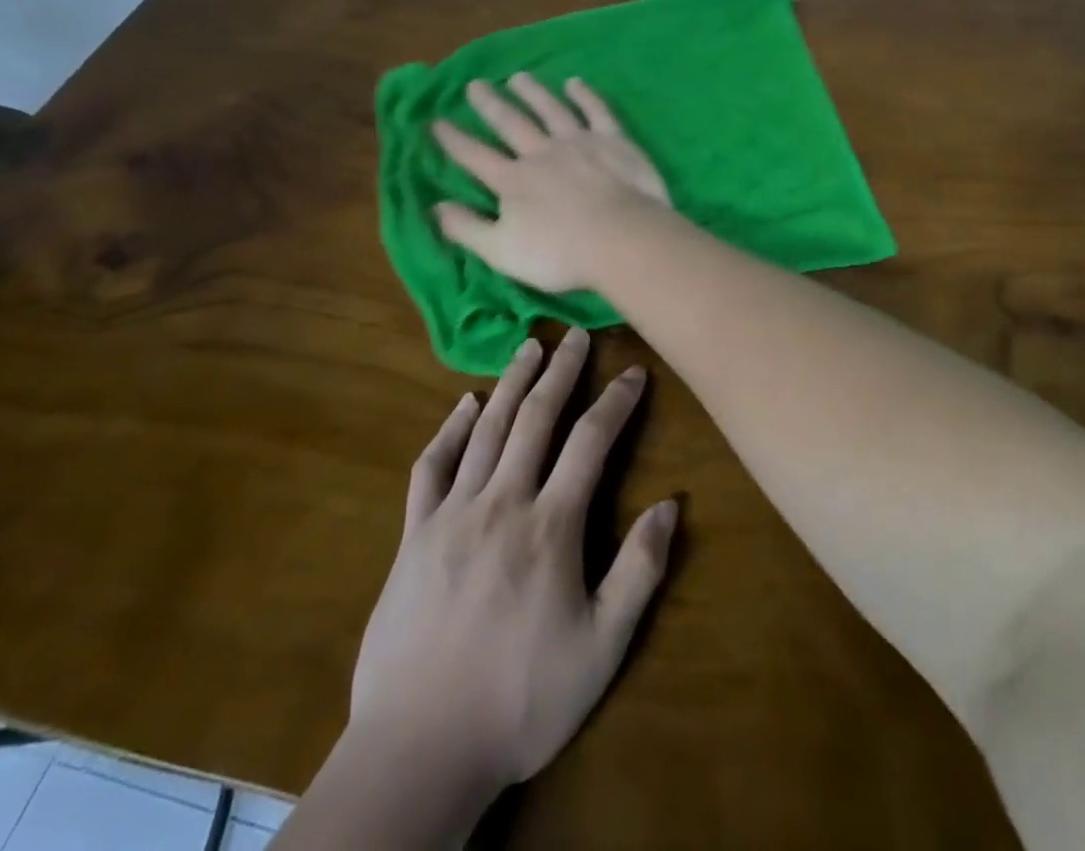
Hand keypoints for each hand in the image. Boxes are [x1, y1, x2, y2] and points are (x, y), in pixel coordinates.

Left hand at [350, 327, 677, 792]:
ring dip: (510, 383)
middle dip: (562, 372)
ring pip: (486, 429)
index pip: (591, 442)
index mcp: (550, 526)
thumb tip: (671, 504)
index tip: (634, 372)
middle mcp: (502, 503)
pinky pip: (431, 467)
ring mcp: (451, 514)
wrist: (418, 750)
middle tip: (577, 335)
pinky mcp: (413, 535)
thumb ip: (639, 571)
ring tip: (529, 347)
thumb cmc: (521, 701)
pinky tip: (463, 404)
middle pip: (536, 418)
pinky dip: (449, 429)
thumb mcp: (602, 648)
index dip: (616, 402)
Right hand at [432, 74, 670, 292]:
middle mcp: (541, 153)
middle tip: (475, 84)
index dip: (454, 139)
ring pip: (550, 109)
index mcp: (513, 181)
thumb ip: (467, 228)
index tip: (435, 120)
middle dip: (490, 104)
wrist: (621, 238)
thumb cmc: (560, 253)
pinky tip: (575, 83)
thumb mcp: (501, 251)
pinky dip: (584, 95)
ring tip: (518, 77)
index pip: (475, 156)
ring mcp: (578, 142)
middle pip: (511, 123)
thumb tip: (435, 206)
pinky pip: (596, 111)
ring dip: (533, 92)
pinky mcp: (612, 139)